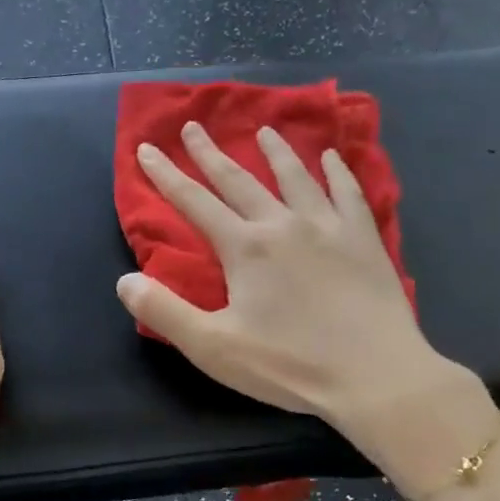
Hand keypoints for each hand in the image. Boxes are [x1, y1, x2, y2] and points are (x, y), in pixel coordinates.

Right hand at [117, 123, 488, 481]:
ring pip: (296, 177)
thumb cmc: (290, 365)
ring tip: (263, 130)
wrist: (374, 374)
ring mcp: (328, 227)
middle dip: (211, 153)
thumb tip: (125, 280)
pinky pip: (349, 193)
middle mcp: (283, 225)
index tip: (147, 148)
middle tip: (193, 126)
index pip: (195, 202)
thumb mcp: (214, 347)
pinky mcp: (364, 240)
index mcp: (245, 248)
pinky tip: (333, 158)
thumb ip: (164, 312)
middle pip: (239, 180)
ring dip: (275, 152)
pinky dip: (338, 171)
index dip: (166, 176)